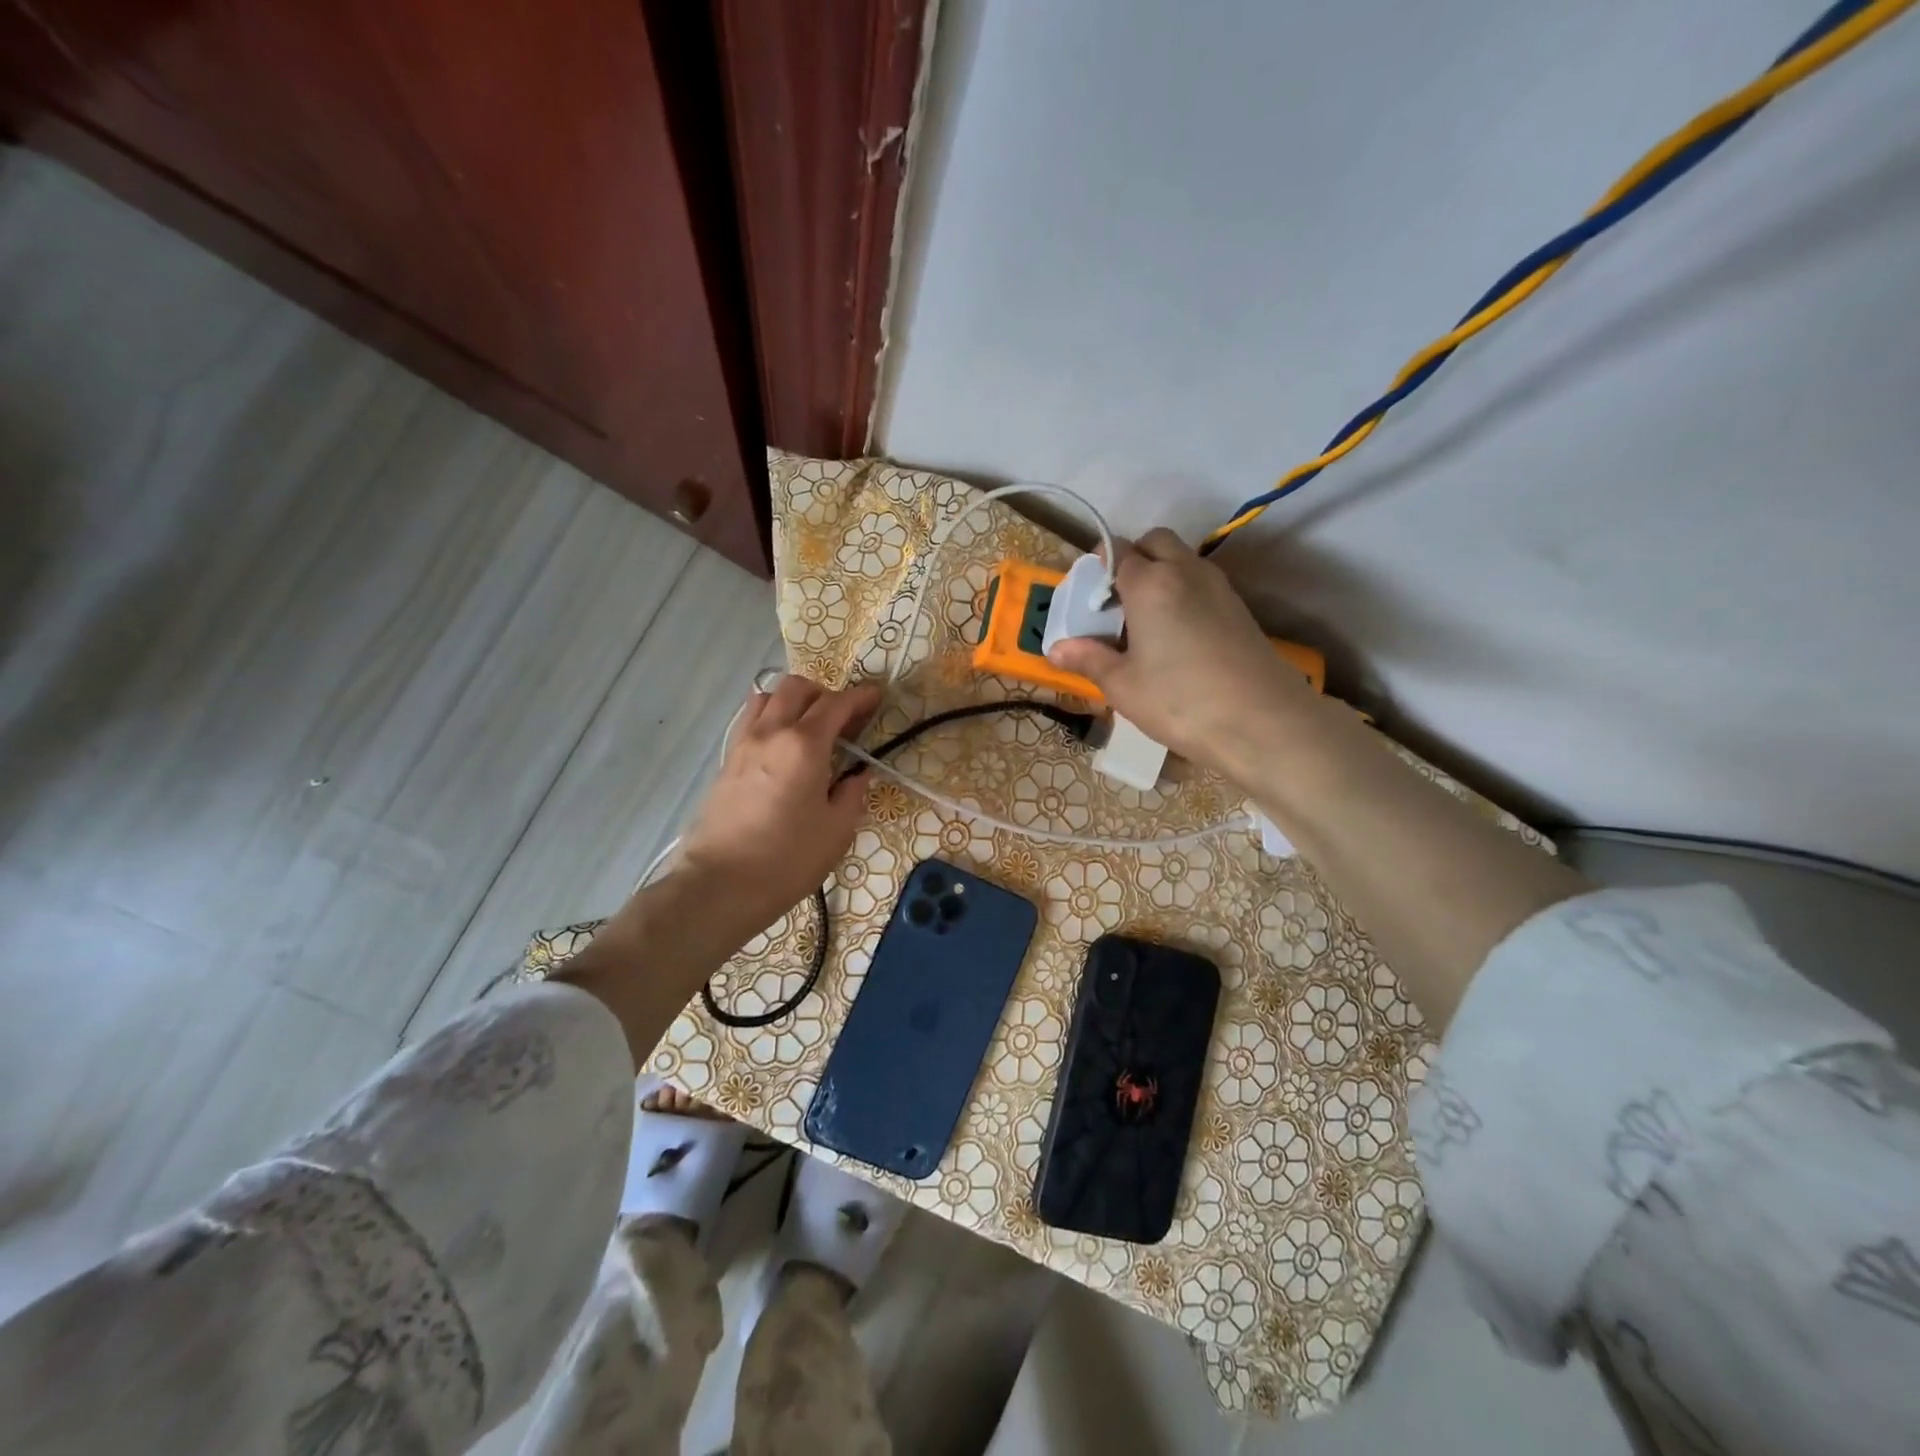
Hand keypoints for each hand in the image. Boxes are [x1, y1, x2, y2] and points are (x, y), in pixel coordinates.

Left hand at [675, 674, 879, 935]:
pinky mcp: (726, 760)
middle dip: (825, 693)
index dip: (860, 697)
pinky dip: (771, 717)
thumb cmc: (787, 860)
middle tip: (843, 719)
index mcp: (804, 745)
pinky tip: (783, 746)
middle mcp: (771, 732)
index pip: (836, 704)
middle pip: (797, 688)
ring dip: (793, 701)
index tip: (876, 698)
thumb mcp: (837, 830)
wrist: (720, 884)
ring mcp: (743, 743)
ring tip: (809, 727)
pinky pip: (750, 720)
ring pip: (767, 696)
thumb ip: (852, 793)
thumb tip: (858, 774)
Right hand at [1046, 529, 1311, 782]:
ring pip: (1183, 560)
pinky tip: (1176, 637)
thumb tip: (1056, 649)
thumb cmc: (1179, 701)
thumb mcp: (1122, 686)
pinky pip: (1202, 584)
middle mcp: (1186, 572)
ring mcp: (1219, 588)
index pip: (1118, 551)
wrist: (1262, 722)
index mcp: (1150, 583)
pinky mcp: (1239, 609)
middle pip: (1155, 541)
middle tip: (1117, 603)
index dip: (1098, 569)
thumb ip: (1089, 659)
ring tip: (1144, 623)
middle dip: (1133, 558)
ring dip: (1161, 575)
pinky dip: (1183, 594)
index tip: (1089, 599)